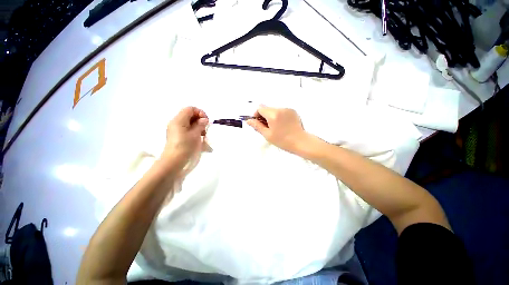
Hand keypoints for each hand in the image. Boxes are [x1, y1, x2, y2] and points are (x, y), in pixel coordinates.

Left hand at [161, 107, 208, 170]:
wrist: (174, 160)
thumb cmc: (185, 146)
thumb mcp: (195, 134)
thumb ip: (200, 124)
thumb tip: (204, 119)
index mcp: (179, 120)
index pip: (190, 109)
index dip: (200, 113)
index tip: (206, 121)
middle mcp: (175, 122)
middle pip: (189, 114)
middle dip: (199, 119)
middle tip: (205, 128)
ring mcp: (175, 128)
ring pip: (189, 121)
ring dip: (197, 125)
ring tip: (203, 134)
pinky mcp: (177, 134)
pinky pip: (186, 128)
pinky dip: (194, 130)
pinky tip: (198, 137)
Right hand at [247, 105, 309, 153]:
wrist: (301, 142)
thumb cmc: (282, 141)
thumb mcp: (267, 135)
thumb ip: (257, 126)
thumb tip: (248, 120)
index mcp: (273, 114)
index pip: (260, 108)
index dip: (257, 115)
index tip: (259, 123)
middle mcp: (280, 108)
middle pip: (267, 108)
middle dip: (264, 116)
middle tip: (267, 127)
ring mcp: (288, 109)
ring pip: (274, 110)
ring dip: (272, 116)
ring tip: (276, 127)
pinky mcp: (293, 111)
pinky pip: (282, 111)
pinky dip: (279, 116)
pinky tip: (283, 125)